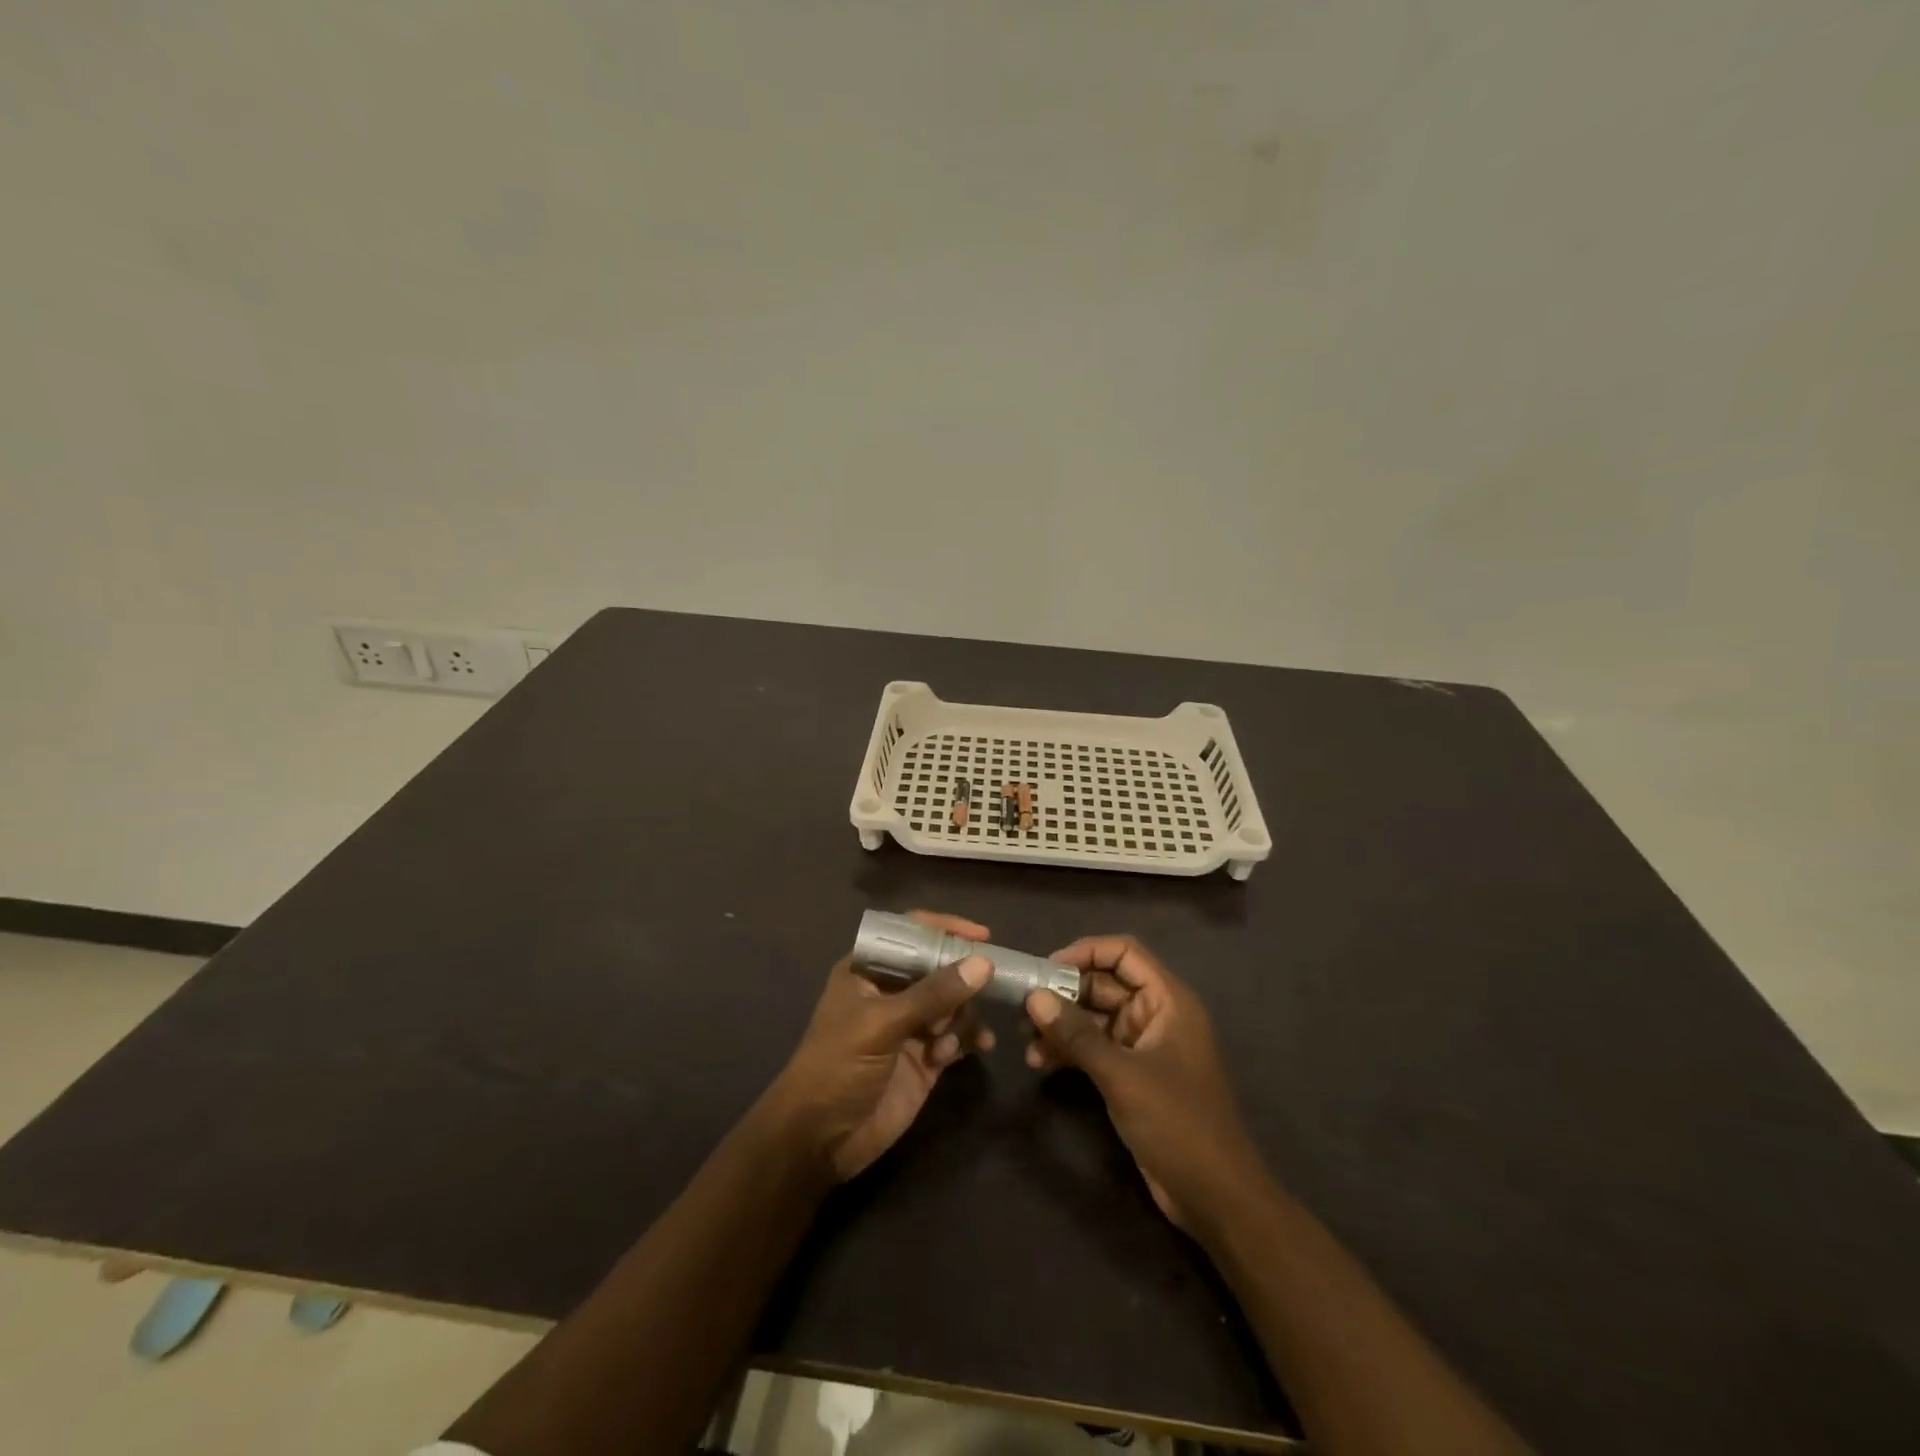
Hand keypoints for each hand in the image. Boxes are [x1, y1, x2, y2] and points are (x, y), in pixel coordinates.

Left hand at [765, 911, 994, 1181]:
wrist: (819, 1141)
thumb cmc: (837, 1066)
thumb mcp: (881, 1024)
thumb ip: (933, 994)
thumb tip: (984, 964)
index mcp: (868, 969)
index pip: (910, 934)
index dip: (944, 929)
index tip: (982, 935)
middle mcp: (891, 992)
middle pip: (938, 968)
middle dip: (963, 977)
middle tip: (993, 984)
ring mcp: (909, 1027)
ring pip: (952, 1003)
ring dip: (966, 1014)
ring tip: (962, 1034)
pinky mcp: (925, 1059)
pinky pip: (957, 1037)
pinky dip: (969, 1039)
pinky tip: (979, 1047)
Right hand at [1025, 934, 1262, 1229]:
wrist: (1215, 1197)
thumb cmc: (1178, 1123)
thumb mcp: (1123, 1075)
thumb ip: (1077, 1034)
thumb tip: (1034, 997)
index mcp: (1168, 1001)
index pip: (1125, 953)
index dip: (1086, 952)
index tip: (1046, 968)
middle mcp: (1155, 1015)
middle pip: (1105, 984)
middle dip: (1064, 994)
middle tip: (1023, 1008)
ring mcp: (1144, 1046)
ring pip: (1095, 1018)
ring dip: (1062, 1025)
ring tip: (1025, 1040)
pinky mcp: (1132, 1075)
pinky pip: (1095, 1048)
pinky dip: (1070, 1051)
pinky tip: (1041, 1063)